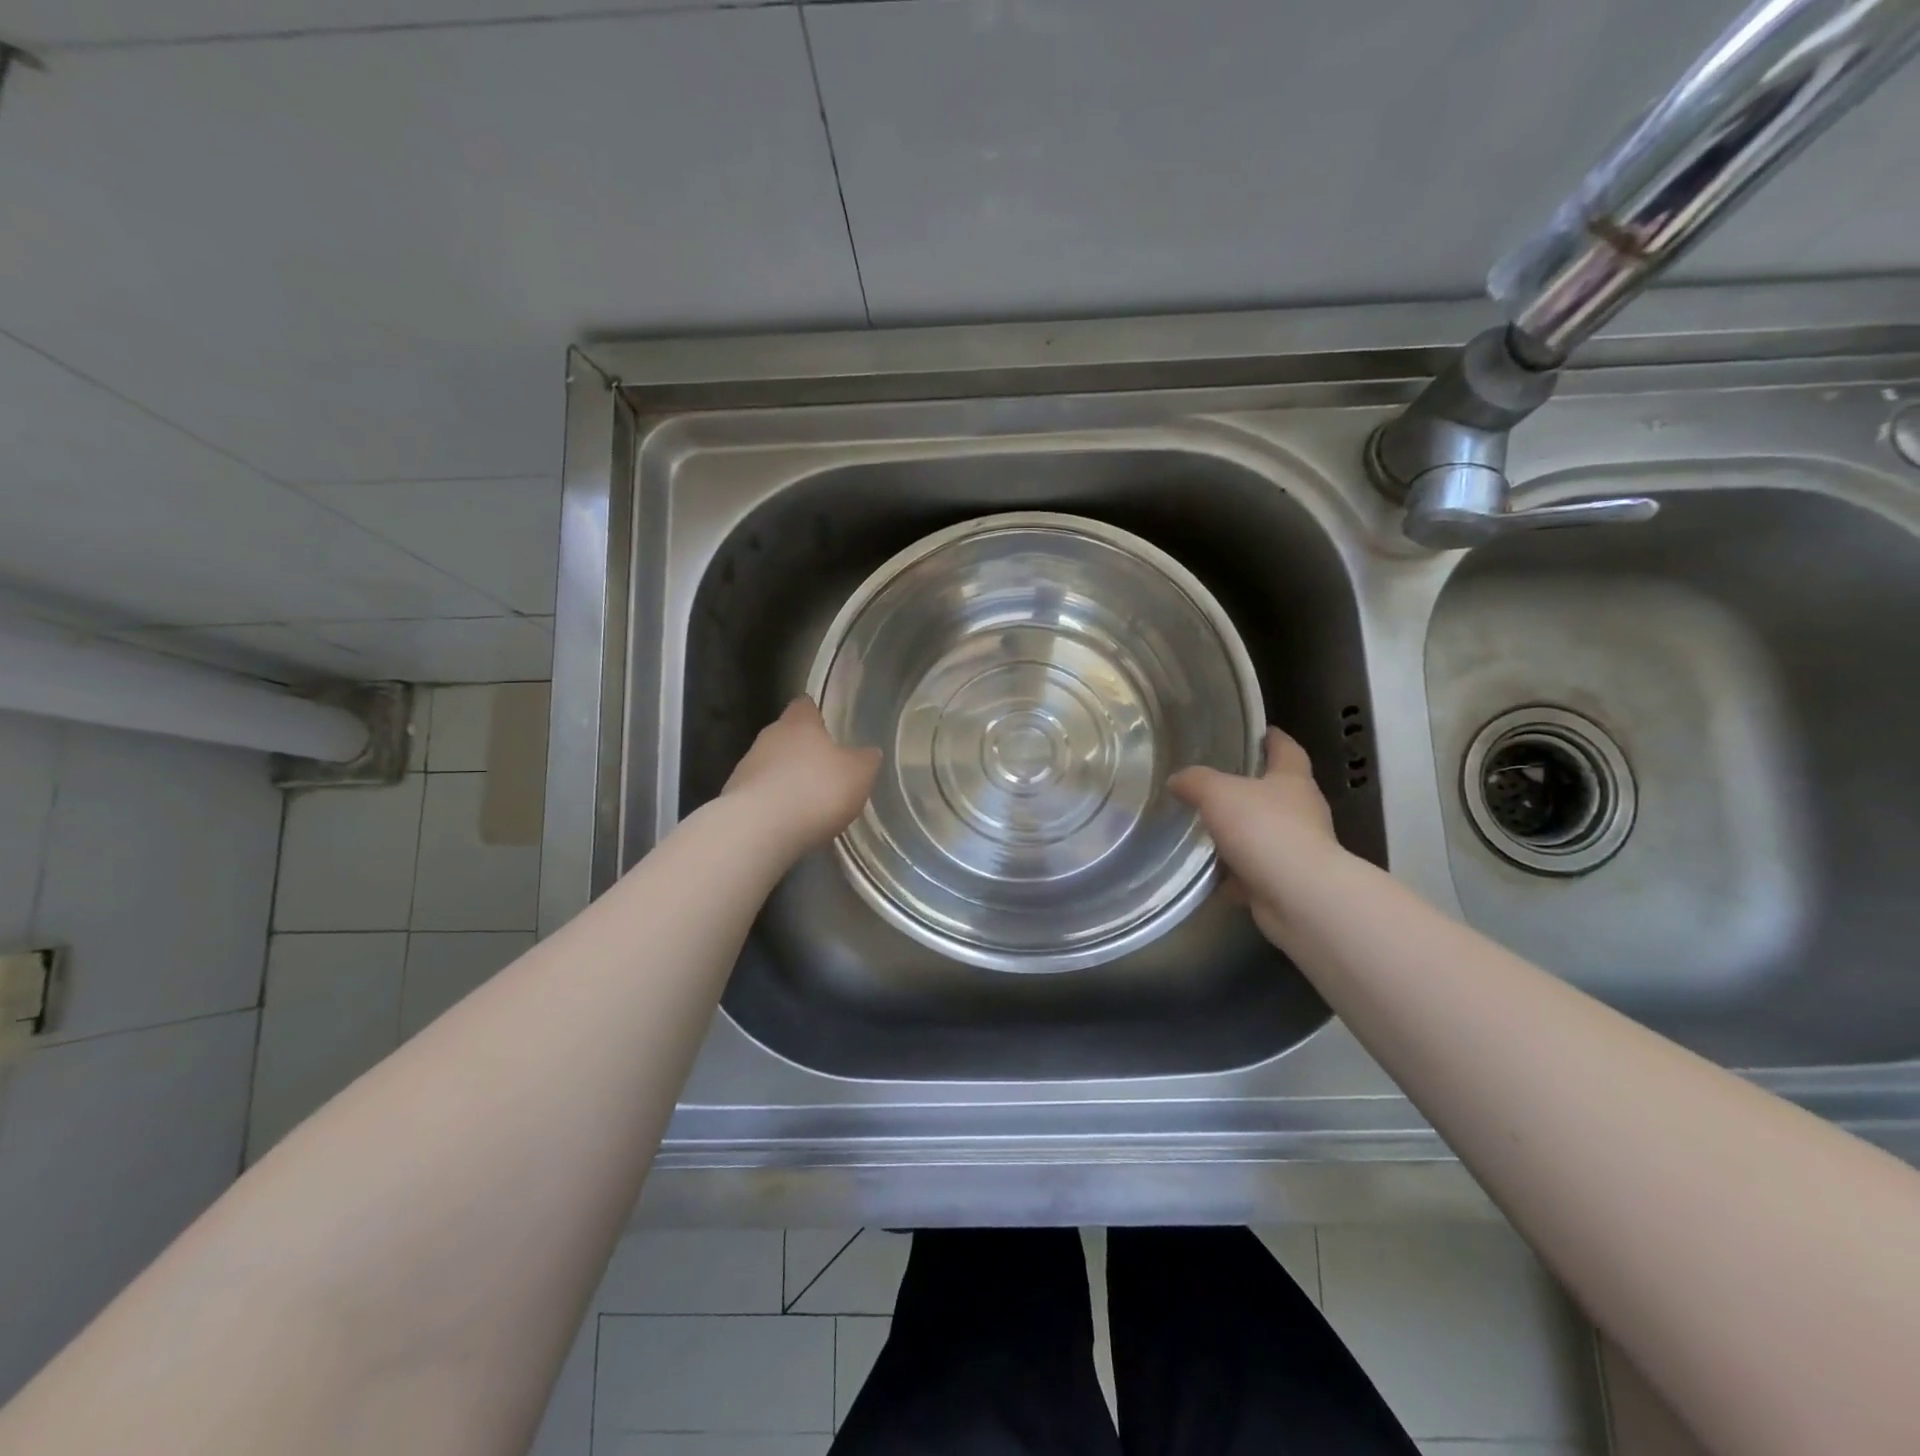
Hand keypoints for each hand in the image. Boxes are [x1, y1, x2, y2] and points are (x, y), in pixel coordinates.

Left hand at [722, 698, 882, 857]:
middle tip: (825, 769)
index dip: (816, 714)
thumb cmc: (816, 790)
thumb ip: (865, 760)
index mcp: (799, 723)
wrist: (759, 829)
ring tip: (807, 802)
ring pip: (771, 765)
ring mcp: (746, 767)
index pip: (805, 706)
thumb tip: (869, 752)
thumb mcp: (858, 774)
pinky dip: (774, 804)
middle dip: (803, 750)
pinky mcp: (734, 798)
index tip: (828, 726)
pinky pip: (760, 795)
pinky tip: (788, 822)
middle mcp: (769, 737)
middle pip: (786, 736)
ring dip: (786, 779)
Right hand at [1170, 727, 1344, 950]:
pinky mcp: (1288, 882)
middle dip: (1251, 789)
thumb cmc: (1264, 829)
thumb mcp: (1218, 793)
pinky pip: (1256, 870)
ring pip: (1265, 833)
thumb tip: (1177, 779)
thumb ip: (1195, 782)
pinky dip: (1236, 872)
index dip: (1273, 738)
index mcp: (1292, 780)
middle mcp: (1303, 811)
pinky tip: (1211, 873)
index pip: (1287, 749)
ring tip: (1206, 830)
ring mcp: (1299, 849)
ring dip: (1242, 833)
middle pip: (1278, 791)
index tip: (1258, 732)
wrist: (1298, 896)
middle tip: (1216, 785)